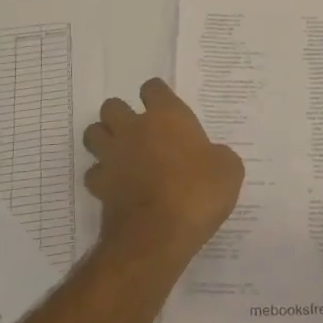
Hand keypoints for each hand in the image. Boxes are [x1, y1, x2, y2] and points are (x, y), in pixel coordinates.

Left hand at [83, 78, 244, 260]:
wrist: (159, 234)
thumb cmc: (198, 193)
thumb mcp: (228, 170)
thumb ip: (217, 155)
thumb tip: (211, 157)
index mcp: (167, 117)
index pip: (153, 88)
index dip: (158, 95)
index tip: (166, 108)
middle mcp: (134, 129)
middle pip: (113, 106)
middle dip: (122, 114)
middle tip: (139, 131)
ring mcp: (112, 156)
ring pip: (93, 134)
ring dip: (104, 139)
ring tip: (121, 152)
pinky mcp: (99, 185)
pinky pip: (93, 172)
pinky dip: (102, 176)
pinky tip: (116, 185)